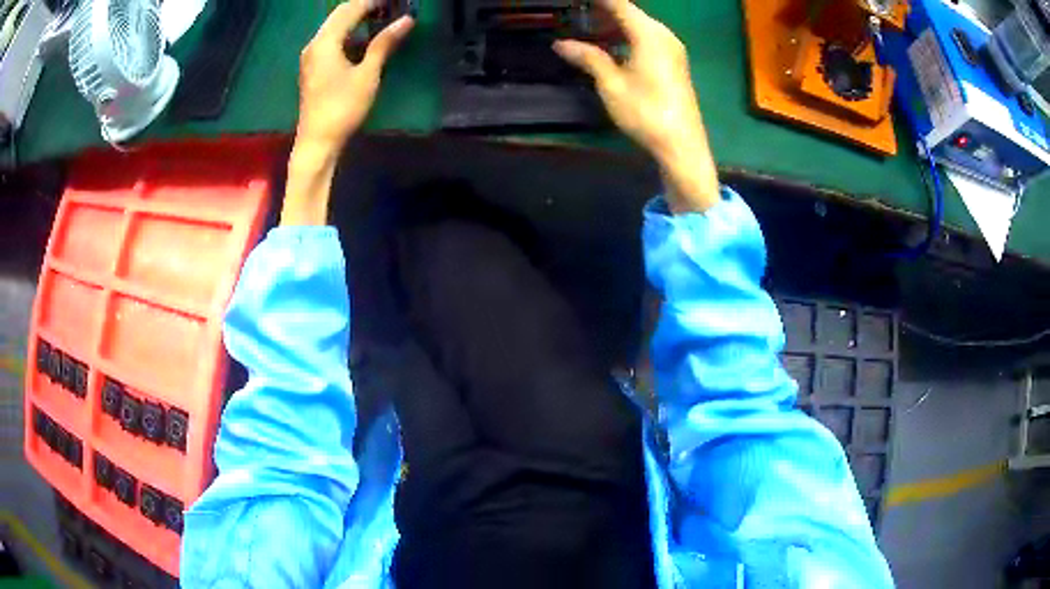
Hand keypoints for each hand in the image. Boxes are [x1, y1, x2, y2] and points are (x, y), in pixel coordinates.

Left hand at [282, 0, 413, 225]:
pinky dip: (349, 35)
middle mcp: (314, 44)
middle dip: (364, 7)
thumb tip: (406, 20)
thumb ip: (384, 44)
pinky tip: (365, 41)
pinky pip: (331, 41)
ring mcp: (311, 57)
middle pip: (339, 15)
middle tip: (390, 8)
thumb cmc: (343, 108)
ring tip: (383, 20)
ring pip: (334, 28)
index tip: (394, 1)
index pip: (350, 9)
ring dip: (357, 21)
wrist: (317, 142)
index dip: (372, 1)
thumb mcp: (367, 74)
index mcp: (325, 42)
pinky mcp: (313, 68)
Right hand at [554, 0, 719, 212]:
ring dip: (614, 25)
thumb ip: (588, 57)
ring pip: (639, 26)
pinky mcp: (674, 62)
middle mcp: (663, 35)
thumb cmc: (646, 112)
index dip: (599, 1)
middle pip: (630, 13)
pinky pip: (647, 39)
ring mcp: (672, 49)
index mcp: (649, 35)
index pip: (619, 4)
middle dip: (603, 11)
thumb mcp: (611, 84)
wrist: (682, 144)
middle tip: (576, 14)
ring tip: (585, 28)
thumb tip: (560, 43)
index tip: (577, 3)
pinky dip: (627, 37)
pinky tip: (609, 46)